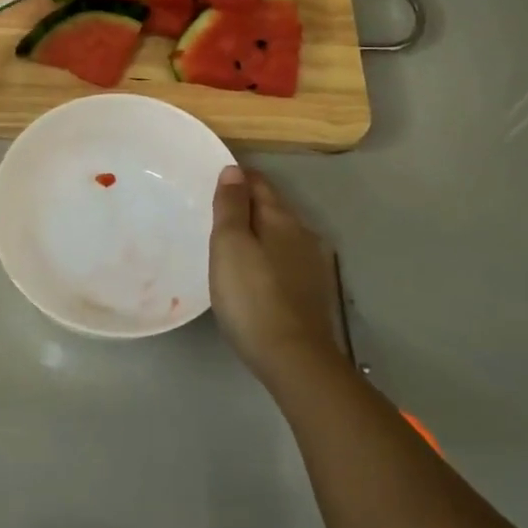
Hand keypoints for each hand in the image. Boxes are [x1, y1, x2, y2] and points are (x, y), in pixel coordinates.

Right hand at [209, 165, 341, 387]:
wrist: (293, 358)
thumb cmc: (252, 296)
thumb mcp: (230, 245)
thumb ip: (231, 206)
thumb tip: (234, 170)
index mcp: (281, 219)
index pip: (260, 184)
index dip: (239, 177)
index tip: (216, 178)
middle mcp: (302, 235)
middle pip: (273, 208)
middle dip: (249, 205)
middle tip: (217, 210)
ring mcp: (311, 266)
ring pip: (281, 236)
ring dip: (259, 233)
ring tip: (232, 242)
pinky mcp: (312, 293)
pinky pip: (285, 261)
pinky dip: (268, 257)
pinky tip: (255, 272)